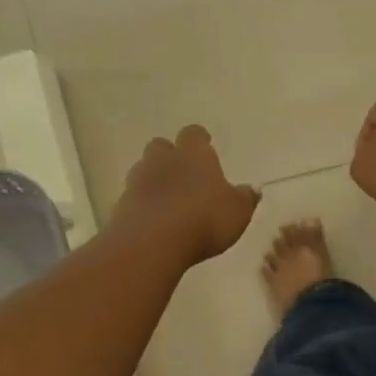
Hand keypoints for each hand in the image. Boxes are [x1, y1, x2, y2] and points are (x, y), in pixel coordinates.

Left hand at [113, 125, 259, 263]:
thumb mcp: (238, 212)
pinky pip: (135, 197)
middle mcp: (164, 160)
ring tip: (170, 199)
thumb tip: (252, 189)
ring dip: (156, 179)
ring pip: (145, 169)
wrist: (153, 241)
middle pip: (162, 146)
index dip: (200, 140)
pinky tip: (156, 220)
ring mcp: (139, 181)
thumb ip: (245, 198)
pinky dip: (145, 203)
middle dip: (171, 156)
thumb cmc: (205, 219)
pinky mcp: (123, 204)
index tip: (206, 146)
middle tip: (184, 173)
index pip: (194, 134)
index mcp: (195, 154)